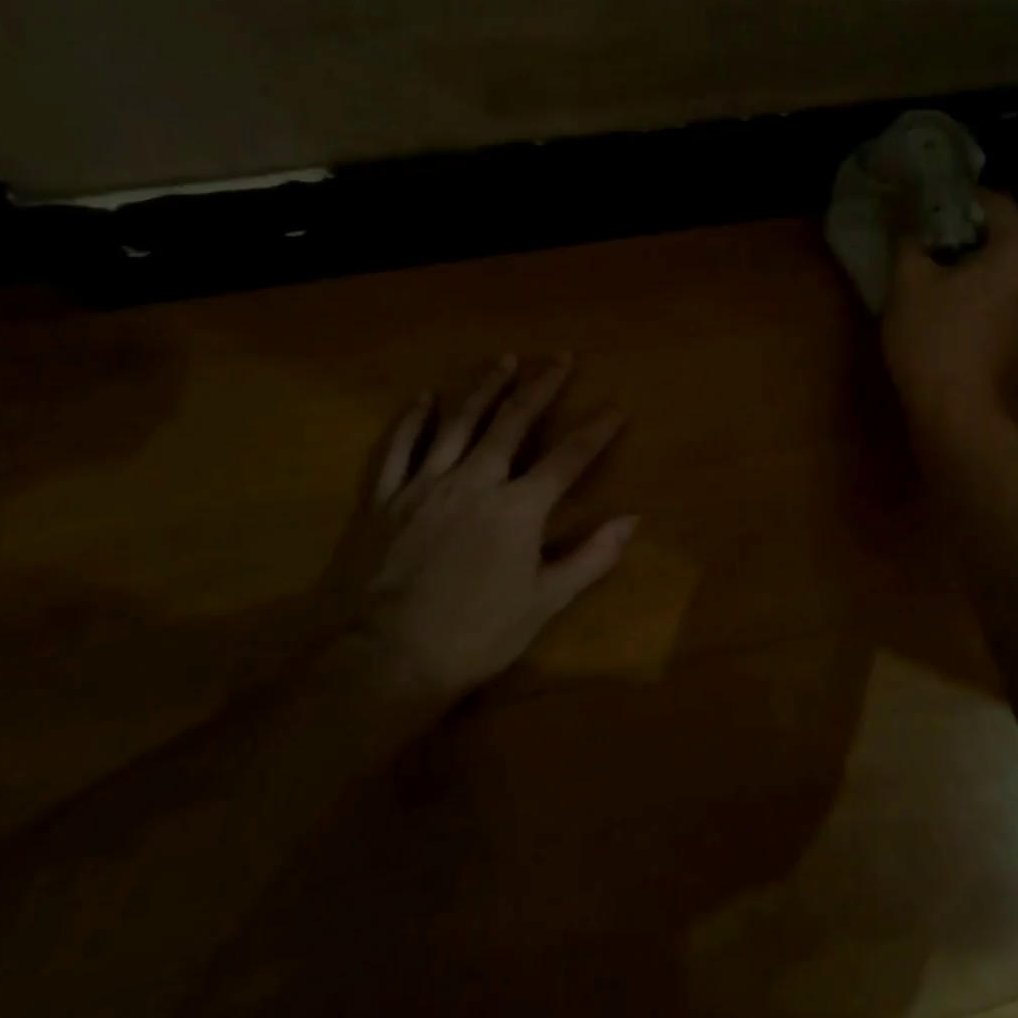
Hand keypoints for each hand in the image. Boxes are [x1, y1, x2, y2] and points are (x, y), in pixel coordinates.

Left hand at [337, 356, 633, 702]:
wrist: (384, 660)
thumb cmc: (474, 636)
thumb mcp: (543, 603)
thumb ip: (590, 557)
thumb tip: (632, 520)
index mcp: (517, 509)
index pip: (568, 458)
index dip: (597, 429)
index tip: (618, 403)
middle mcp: (474, 482)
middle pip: (512, 423)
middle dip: (541, 386)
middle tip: (560, 357)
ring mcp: (424, 485)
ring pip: (458, 423)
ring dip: (484, 388)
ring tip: (504, 359)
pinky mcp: (384, 499)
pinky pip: (398, 448)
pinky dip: (412, 420)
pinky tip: (424, 398)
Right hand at [881, 189, 1017, 427]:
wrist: (955, 410)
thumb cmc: (933, 336)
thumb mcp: (910, 281)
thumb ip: (909, 240)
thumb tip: (904, 218)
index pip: (996, 204)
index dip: (958, 201)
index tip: (928, 207)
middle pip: (1012, 236)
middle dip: (974, 233)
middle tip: (934, 239)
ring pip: (1017, 269)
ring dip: (987, 264)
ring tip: (947, 271)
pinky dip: (996, 291)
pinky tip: (964, 303)